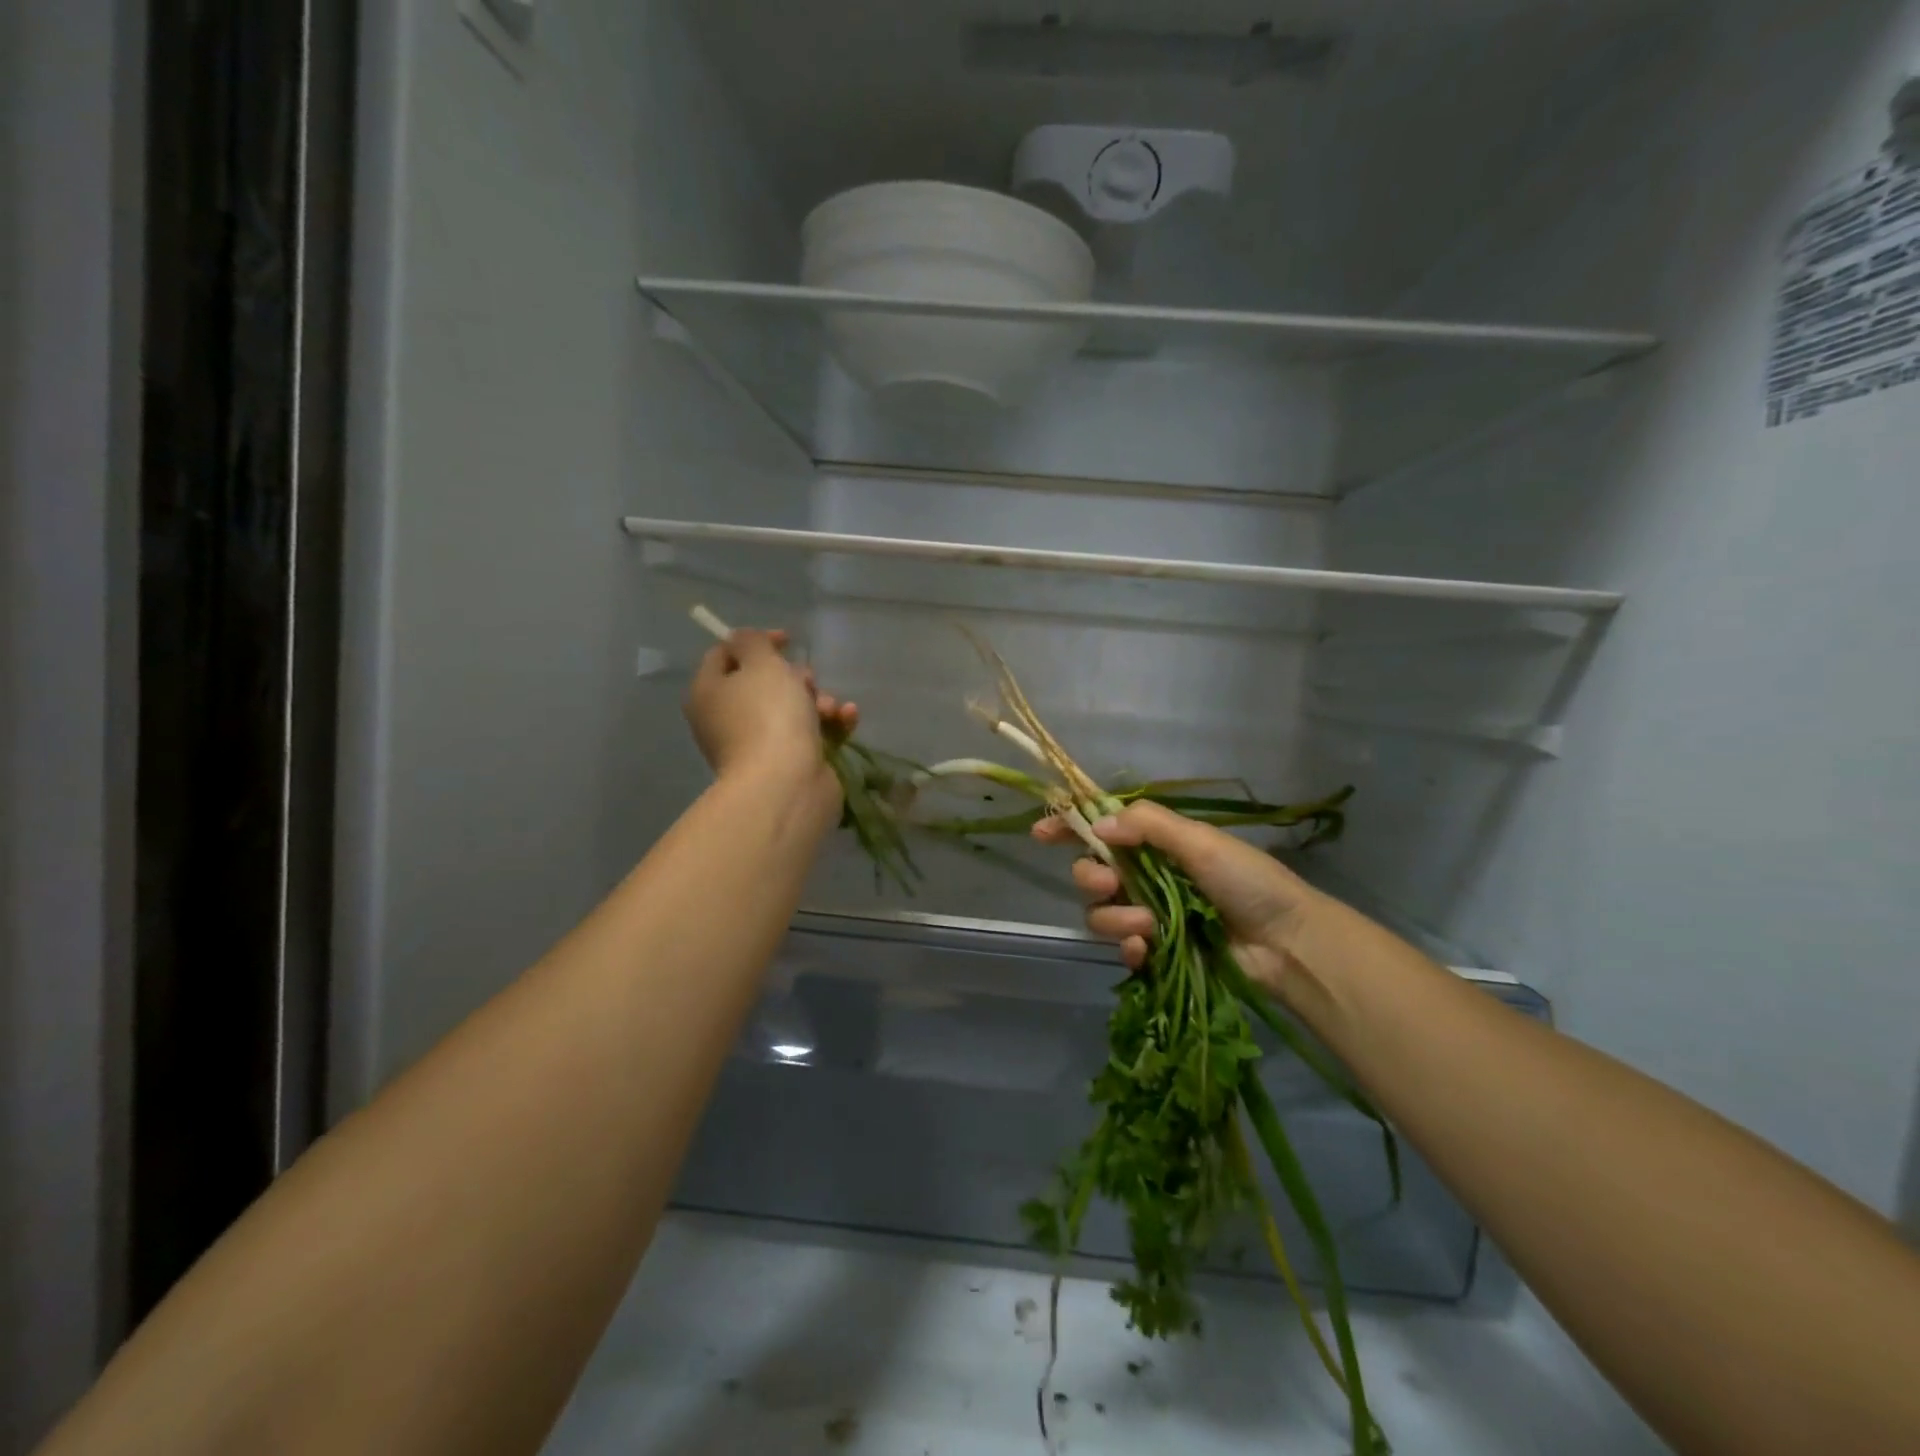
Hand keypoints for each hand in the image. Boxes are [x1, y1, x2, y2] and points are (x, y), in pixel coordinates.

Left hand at [684, 629, 856, 785]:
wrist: (786, 784)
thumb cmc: (768, 716)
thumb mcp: (760, 663)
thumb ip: (752, 642)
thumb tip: (746, 643)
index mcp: (710, 693)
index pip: (724, 655)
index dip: (757, 642)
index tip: (788, 641)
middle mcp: (729, 719)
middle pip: (764, 683)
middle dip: (795, 677)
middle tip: (808, 681)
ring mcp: (760, 744)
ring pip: (794, 708)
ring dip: (819, 700)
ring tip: (831, 709)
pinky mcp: (790, 763)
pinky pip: (813, 733)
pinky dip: (832, 723)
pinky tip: (847, 718)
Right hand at [1035, 802, 1320, 998]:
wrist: (1286, 943)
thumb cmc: (1248, 881)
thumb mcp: (1200, 841)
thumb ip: (1148, 826)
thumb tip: (1097, 825)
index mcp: (1156, 844)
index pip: (1103, 829)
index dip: (1069, 827)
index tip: (1040, 832)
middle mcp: (1145, 877)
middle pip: (1090, 872)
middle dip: (1093, 877)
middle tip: (1113, 883)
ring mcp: (1149, 916)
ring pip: (1100, 913)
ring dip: (1116, 917)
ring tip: (1147, 926)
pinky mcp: (1155, 952)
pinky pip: (1120, 947)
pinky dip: (1127, 947)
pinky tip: (1144, 948)